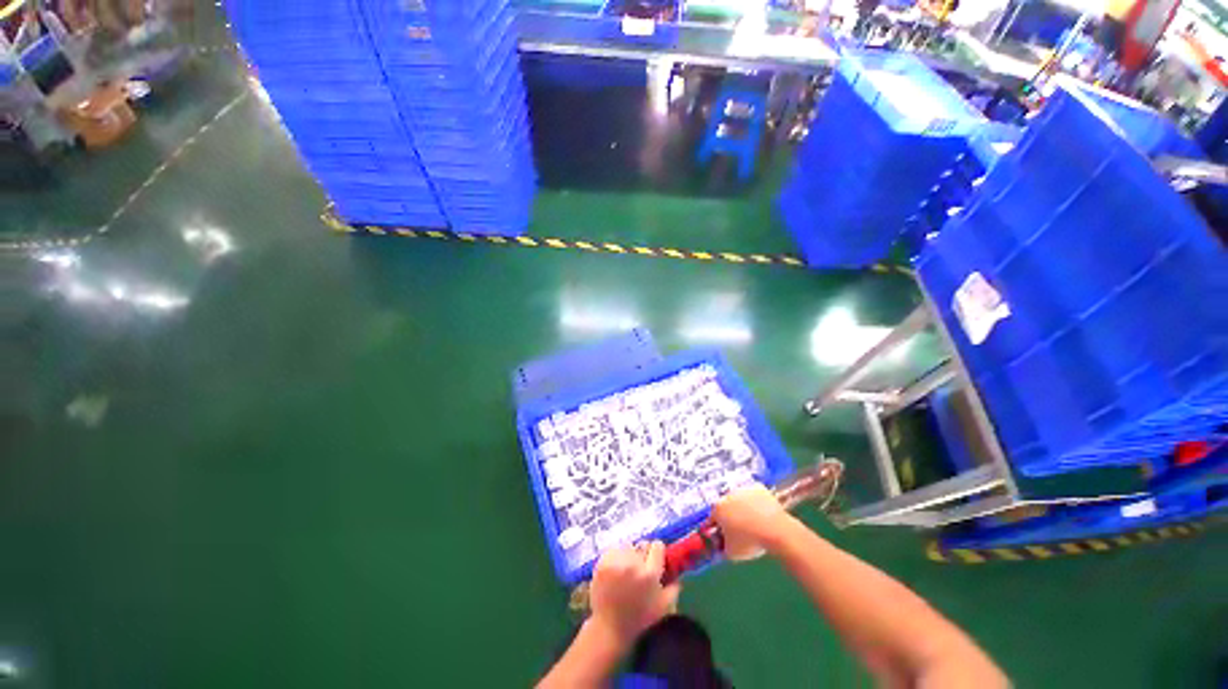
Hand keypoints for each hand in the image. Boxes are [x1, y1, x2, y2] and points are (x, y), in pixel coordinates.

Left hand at [588, 542, 680, 646]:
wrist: (609, 627)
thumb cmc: (639, 619)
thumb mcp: (664, 607)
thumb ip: (674, 586)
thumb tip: (677, 570)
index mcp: (650, 573)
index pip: (657, 545)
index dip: (657, 552)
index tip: (655, 560)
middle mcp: (633, 564)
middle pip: (642, 545)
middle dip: (643, 555)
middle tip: (639, 568)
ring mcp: (616, 562)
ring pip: (627, 546)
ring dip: (629, 554)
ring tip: (626, 569)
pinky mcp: (602, 562)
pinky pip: (613, 549)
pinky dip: (616, 556)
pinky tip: (615, 570)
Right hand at [712, 483, 793, 560]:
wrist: (776, 530)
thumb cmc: (750, 542)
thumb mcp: (731, 553)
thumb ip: (721, 548)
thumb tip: (721, 546)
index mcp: (717, 509)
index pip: (713, 518)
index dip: (718, 529)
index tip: (724, 537)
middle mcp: (727, 495)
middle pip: (725, 506)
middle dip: (730, 517)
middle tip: (740, 530)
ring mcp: (743, 489)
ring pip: (740, 500)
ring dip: (743, 508)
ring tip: (754, 524)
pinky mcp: (758, 487)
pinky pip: (754, 496)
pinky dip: (757, 503)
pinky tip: (763, 514)